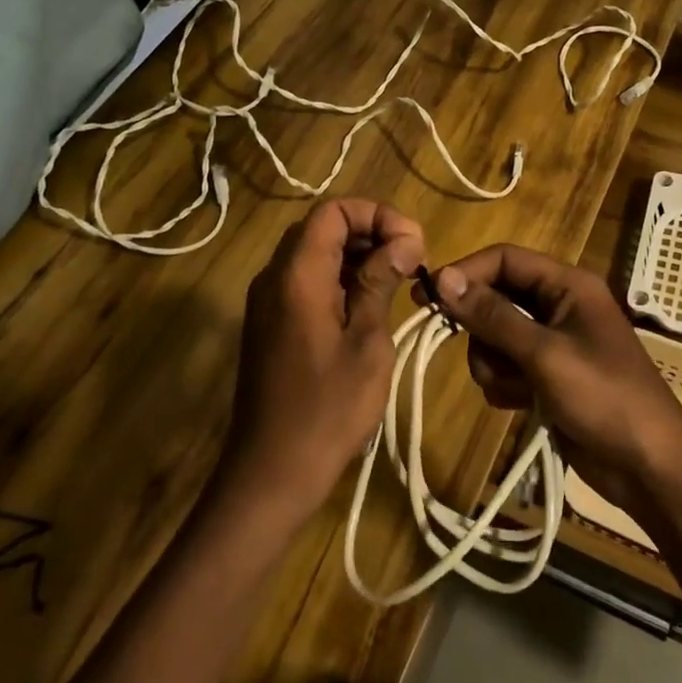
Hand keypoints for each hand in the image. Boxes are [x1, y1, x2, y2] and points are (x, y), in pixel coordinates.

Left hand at [222, 199, 424, 521]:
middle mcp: (274, 277)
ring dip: (358, 256)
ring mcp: (268, 301)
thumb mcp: (367, 343)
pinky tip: (370, 306)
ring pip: (314, 254)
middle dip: (371, 233)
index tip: (413, 244)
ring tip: (399, 282)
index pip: (333, 211)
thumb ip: (380, 282)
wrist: (271, 472)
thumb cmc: (327, 410)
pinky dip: (339, 280)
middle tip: (412, 262)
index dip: (377, 214)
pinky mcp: (270, 323)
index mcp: (296, 275)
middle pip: (322, 228)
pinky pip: (305, 281)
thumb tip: (405, 240)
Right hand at [430, 246, 681, 515]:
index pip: (505, 259)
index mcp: (568, 285)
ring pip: (495, 336)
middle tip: (474, 353)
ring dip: (492, 362)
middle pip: (497, 297)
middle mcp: (559, 305)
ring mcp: (553, 343)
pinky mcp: (547, 377)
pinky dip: (505, 383)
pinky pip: (506, 366)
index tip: (427, 297)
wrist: (648, 468)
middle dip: (482, 329)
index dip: (466, 273)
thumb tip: (442, 278)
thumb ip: (492, 315)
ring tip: (513, 388)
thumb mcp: (544, 354)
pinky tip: (521, 404)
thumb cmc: (604, 398)